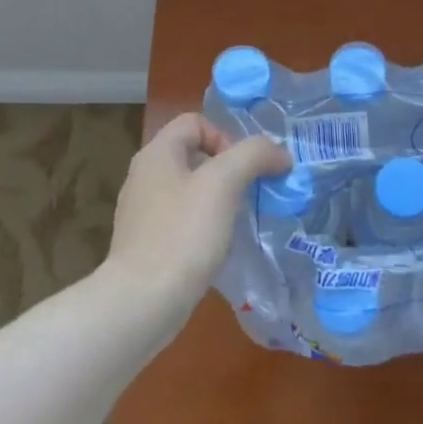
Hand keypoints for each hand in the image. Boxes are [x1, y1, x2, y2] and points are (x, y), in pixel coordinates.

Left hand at [103, 113, 290, 320]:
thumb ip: (254, 155)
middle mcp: (144, 177)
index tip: (243, 170)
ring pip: (191, 190)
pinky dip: (204, 226)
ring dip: (220, 200)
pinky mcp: (147, 243)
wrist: (143, 301)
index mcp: (156, 154)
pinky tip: (217, 247)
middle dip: (229, 170)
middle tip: (249, 195)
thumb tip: (279, 153)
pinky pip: (183, 220)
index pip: (195, 122)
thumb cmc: (183, 234)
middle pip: (195, 155)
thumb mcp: (224, 183)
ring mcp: (143, 212)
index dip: (225, 137)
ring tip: (237, 222)